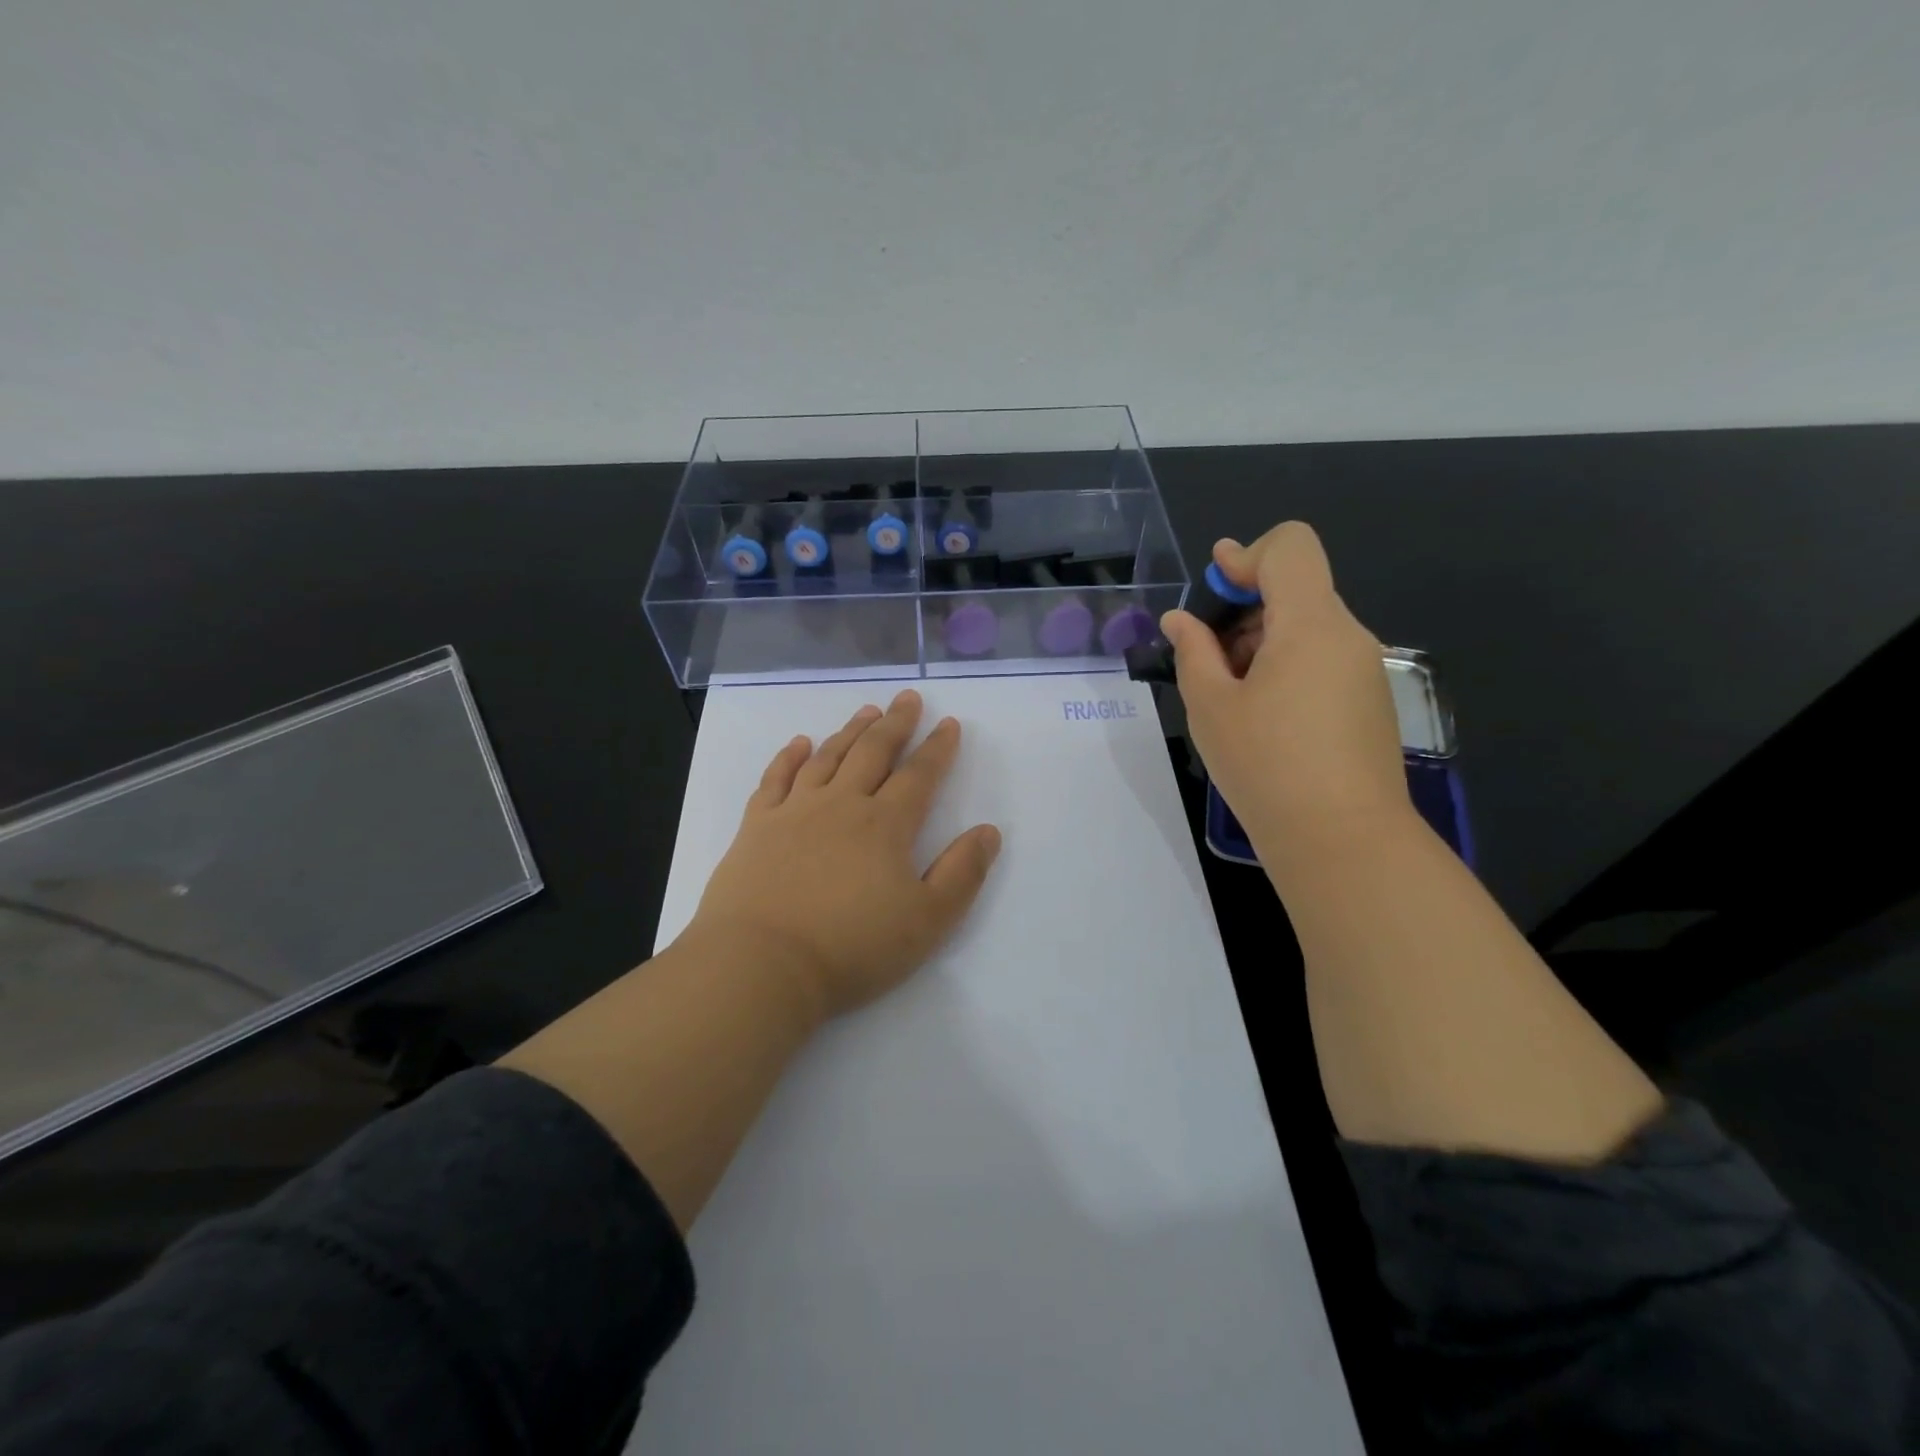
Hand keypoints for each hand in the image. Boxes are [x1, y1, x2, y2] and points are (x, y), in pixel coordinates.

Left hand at [686, 688, 1002, 1021]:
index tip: (949, 723)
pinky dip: (789, 757)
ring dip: (850, 731)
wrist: (761, 965)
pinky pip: (775, 779)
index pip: (919, 776)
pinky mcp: (756, 827)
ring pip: (828, 758)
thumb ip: (962, 874)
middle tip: (907, 697)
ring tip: (866, 711)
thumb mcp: (927, 921)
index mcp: (885, 825)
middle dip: (895, 723)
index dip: (938, 748)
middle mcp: (841, 805)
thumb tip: (988, 831)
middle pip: (873, 753)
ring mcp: (794, 812)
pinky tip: (800, 743)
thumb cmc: (851, 947)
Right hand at [1161, 522, 1410, 865]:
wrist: (1343, 841)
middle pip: (1296, 589)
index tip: (1214, 594)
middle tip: (1208, 660)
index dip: (1247, 556)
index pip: (1291, 546)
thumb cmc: (1266, 766)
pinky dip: (1287, 667)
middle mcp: (1348, 635)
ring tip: (1232, 698)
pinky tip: (1264, 718)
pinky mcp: (1370, 701)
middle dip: (1245, 610)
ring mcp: (1365, 669)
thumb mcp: (1211, 706)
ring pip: (1308, 627)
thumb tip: (1181, 620)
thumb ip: (1193, 651)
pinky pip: (1323, 659)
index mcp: (1311, 624)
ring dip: (1263, 643)